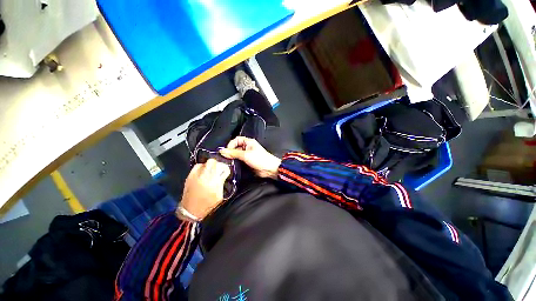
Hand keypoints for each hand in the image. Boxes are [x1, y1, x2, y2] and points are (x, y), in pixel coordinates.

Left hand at [179, 159, 230, 219]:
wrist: (190, 211)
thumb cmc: (207, 205)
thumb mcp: (220, 195)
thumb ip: (222, 183)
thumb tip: (223, 174)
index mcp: (215, 183)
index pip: (223, 168)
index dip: (226, 169)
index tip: (225, 171)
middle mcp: (205, 177)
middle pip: (212, 162)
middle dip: (217, 164)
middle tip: (218, 168)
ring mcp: (196, 176)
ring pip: (204, 163)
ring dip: (209, 165)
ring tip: (210, 171)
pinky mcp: (189, 176)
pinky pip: (196, 166)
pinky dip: (201, 167)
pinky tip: (203, 173)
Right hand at [219, 137, 280, 178]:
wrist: (269, 169)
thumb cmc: (260, 159)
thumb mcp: (245, 155)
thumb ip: (233, 153)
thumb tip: (222, 151)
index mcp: (248, 142)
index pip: (236, 140)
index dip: (230, 144)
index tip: (227, 151)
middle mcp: (247, 147)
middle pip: (235, 147)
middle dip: (230, 152)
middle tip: (226, 157)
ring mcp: (247, 155)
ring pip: (236, 154)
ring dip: (233, 158)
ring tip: (229, 162)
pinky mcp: (247, 162)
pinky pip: (239, 160)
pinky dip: (235, 162)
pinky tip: (233, 165)